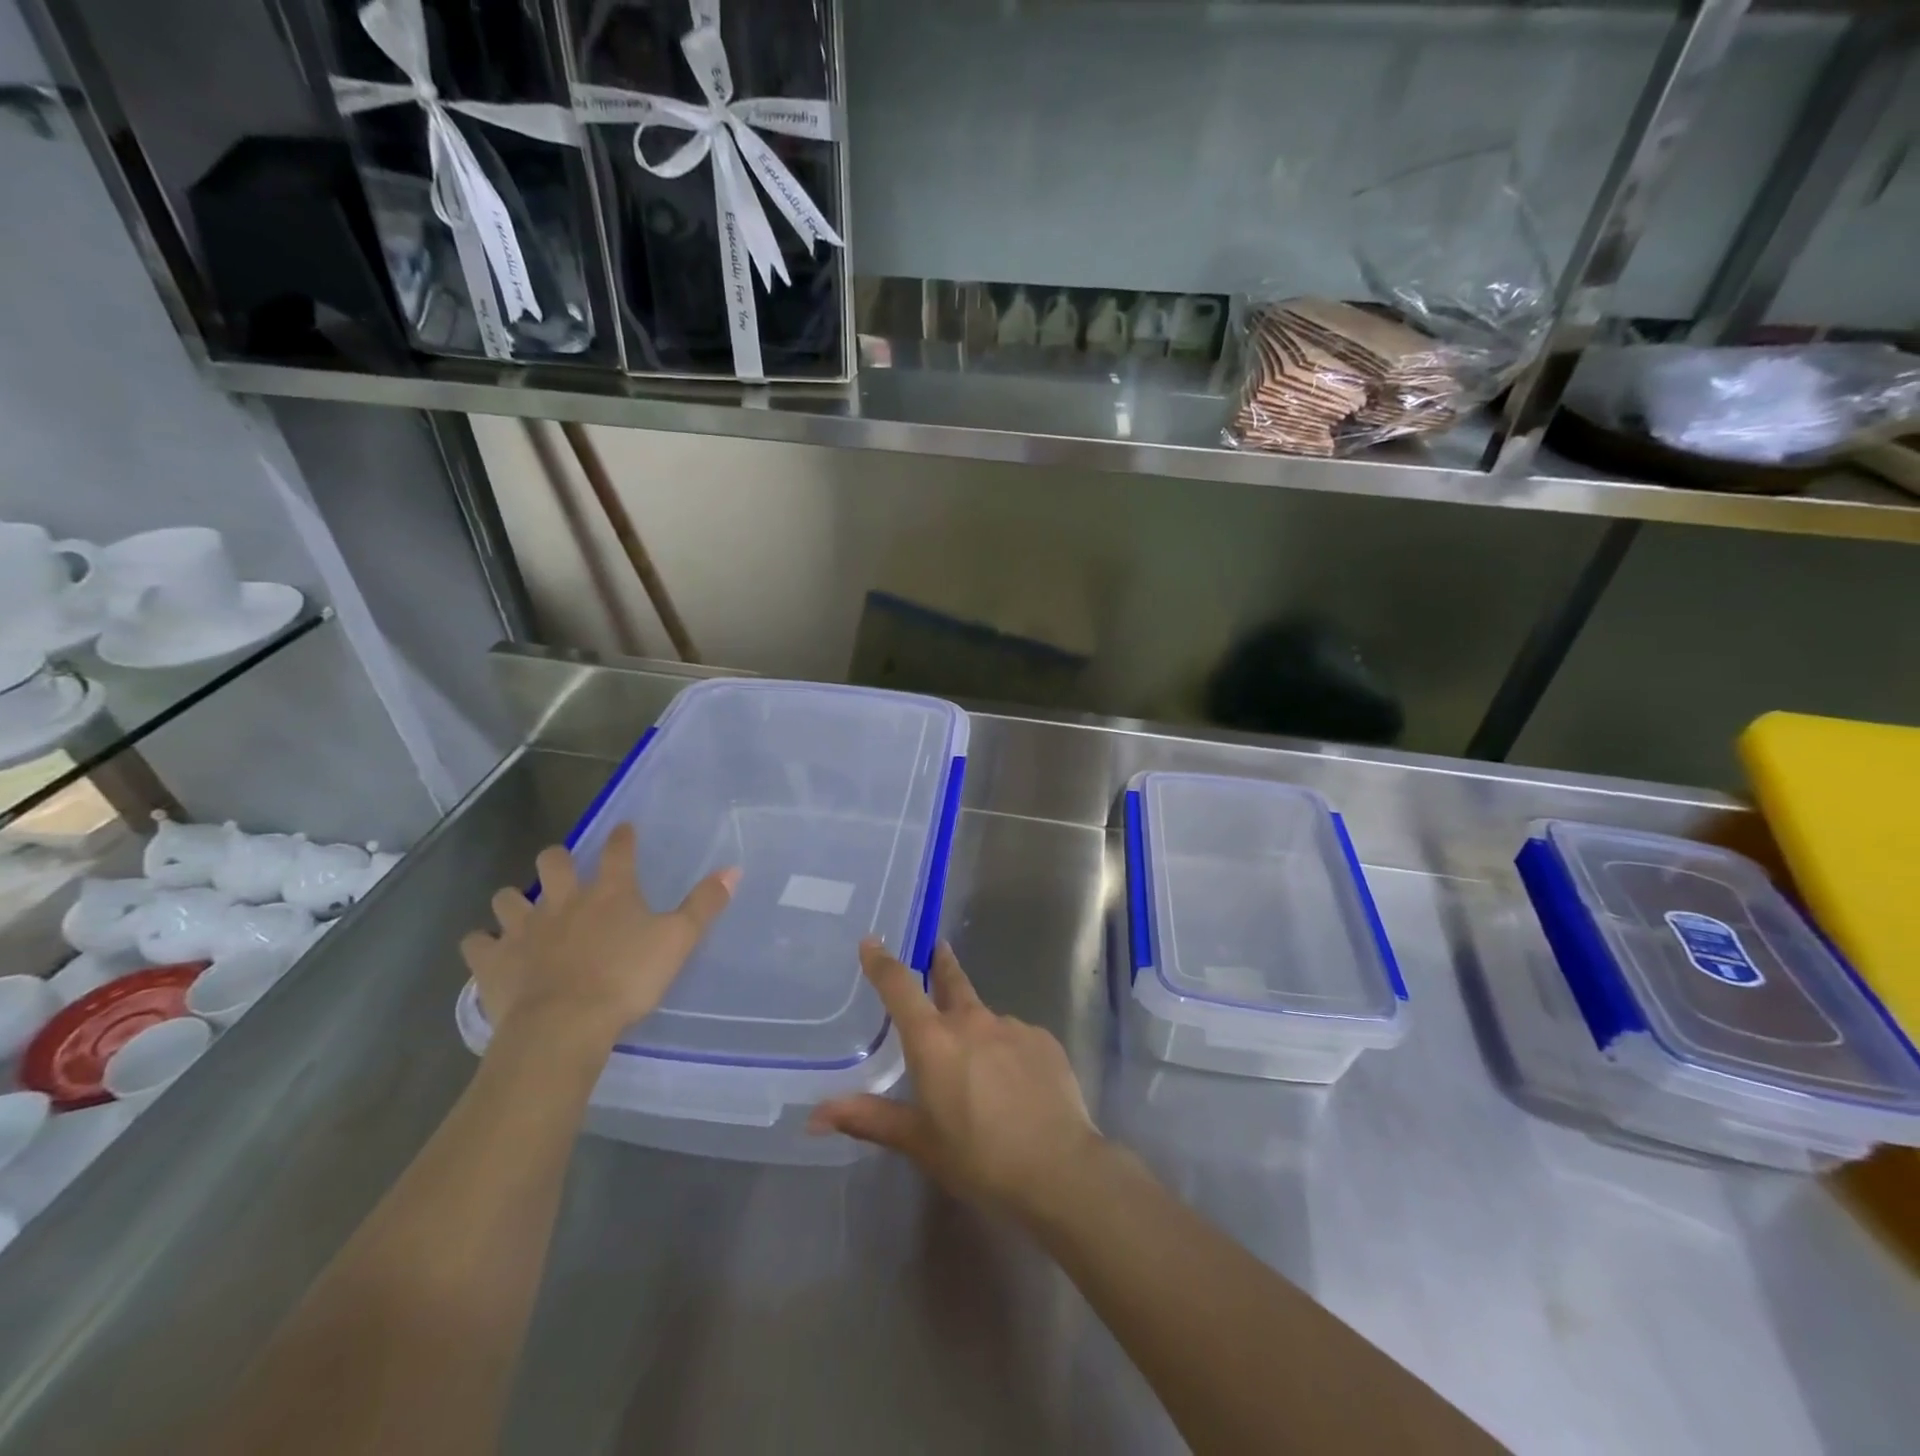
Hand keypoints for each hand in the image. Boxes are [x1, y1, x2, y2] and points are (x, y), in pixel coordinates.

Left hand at [460, 823, 737, 1044]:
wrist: (564, 1025)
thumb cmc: (627, 979)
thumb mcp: (679, 941)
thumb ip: (704, 904)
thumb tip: (734, 869)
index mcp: (610, 892)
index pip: (618, 851)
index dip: (623, 837)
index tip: (624, 830)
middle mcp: (564, 900)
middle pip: (553, 862)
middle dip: (558, 859)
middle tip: (565, 869)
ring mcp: (524, 928)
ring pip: (509, 898)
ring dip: (515, 900)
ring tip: (523, 910)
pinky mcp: (493, 961)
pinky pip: (476, 944)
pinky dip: (482, 944)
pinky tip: (490, 950)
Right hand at [809, 939, 1106, 1225]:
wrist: (1058, 1169)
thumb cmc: (978, 1158)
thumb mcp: (919, 1142)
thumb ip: (868, 1119)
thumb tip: (814, 1116)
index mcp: (934, 1040)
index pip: (899, 987)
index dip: (882, 962)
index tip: (871, 941)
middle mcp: (972, 1020)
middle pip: (951, 981)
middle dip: (941, 965)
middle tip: (937, 950)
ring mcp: (1012, 1026)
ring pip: (986, 1020)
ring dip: (977, 1032)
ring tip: (983, 1074)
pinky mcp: (1044, 1040)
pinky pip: (1016, 1039)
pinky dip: (1008, 1053)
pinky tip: (1016, 1087)